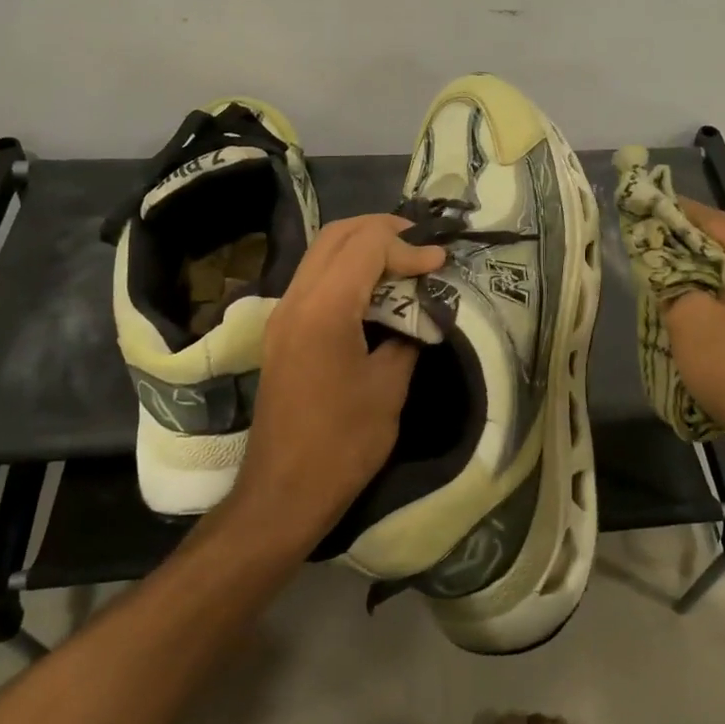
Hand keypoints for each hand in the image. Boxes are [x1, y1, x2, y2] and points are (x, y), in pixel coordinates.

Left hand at [227, 215, 445, 547]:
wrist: (283, 492)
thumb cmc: (343, 444)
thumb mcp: (389, 388)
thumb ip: (407, 336)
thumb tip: (421, 313)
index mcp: (324, 311)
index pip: (366, 246)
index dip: (409, 246)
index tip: (441, 264)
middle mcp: (296, 300)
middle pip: (337, 235)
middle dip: (383, 231)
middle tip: (422, 247)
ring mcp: (283, 314)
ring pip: (323, 252)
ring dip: (364, 246)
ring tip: (405, 261)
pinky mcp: (283, 330)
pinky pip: (315, 277)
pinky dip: (348, 269)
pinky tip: (377, 290)